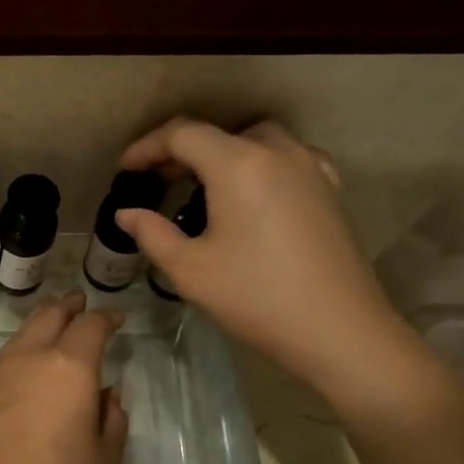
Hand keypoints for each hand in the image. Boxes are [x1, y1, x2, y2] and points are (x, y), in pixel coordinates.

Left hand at [0, 292, 128, 463]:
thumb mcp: (104, 461)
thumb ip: (112, 420)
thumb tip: (106, 395)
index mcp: (69, 367)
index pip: (90, 325)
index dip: (106, 317)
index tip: (115, 319)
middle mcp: (29, 360)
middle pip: (49, 316)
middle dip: (67, 306)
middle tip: (78, 302)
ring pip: (20, 336)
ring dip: (39, 325)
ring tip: (50, 326)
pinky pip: (1, 364)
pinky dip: (18, 356)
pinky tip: (21, 374)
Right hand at [116, 118, 414, 396]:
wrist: (338, 330)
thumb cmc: (255, 297)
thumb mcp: (190, 270)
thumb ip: (152, 234)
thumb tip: (126, 215)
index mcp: (238, 165)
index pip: (183, 134)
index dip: (147, 147)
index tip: (125, 170)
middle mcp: (277, 153)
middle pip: (220, 133)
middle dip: (182, 150)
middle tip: (156, 181)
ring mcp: (310, 169)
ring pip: (257, 140)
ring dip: (222, 153)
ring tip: (200, 185)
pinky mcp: (329, 191)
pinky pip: (286, 158)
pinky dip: (258, 164)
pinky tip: (251, 195)